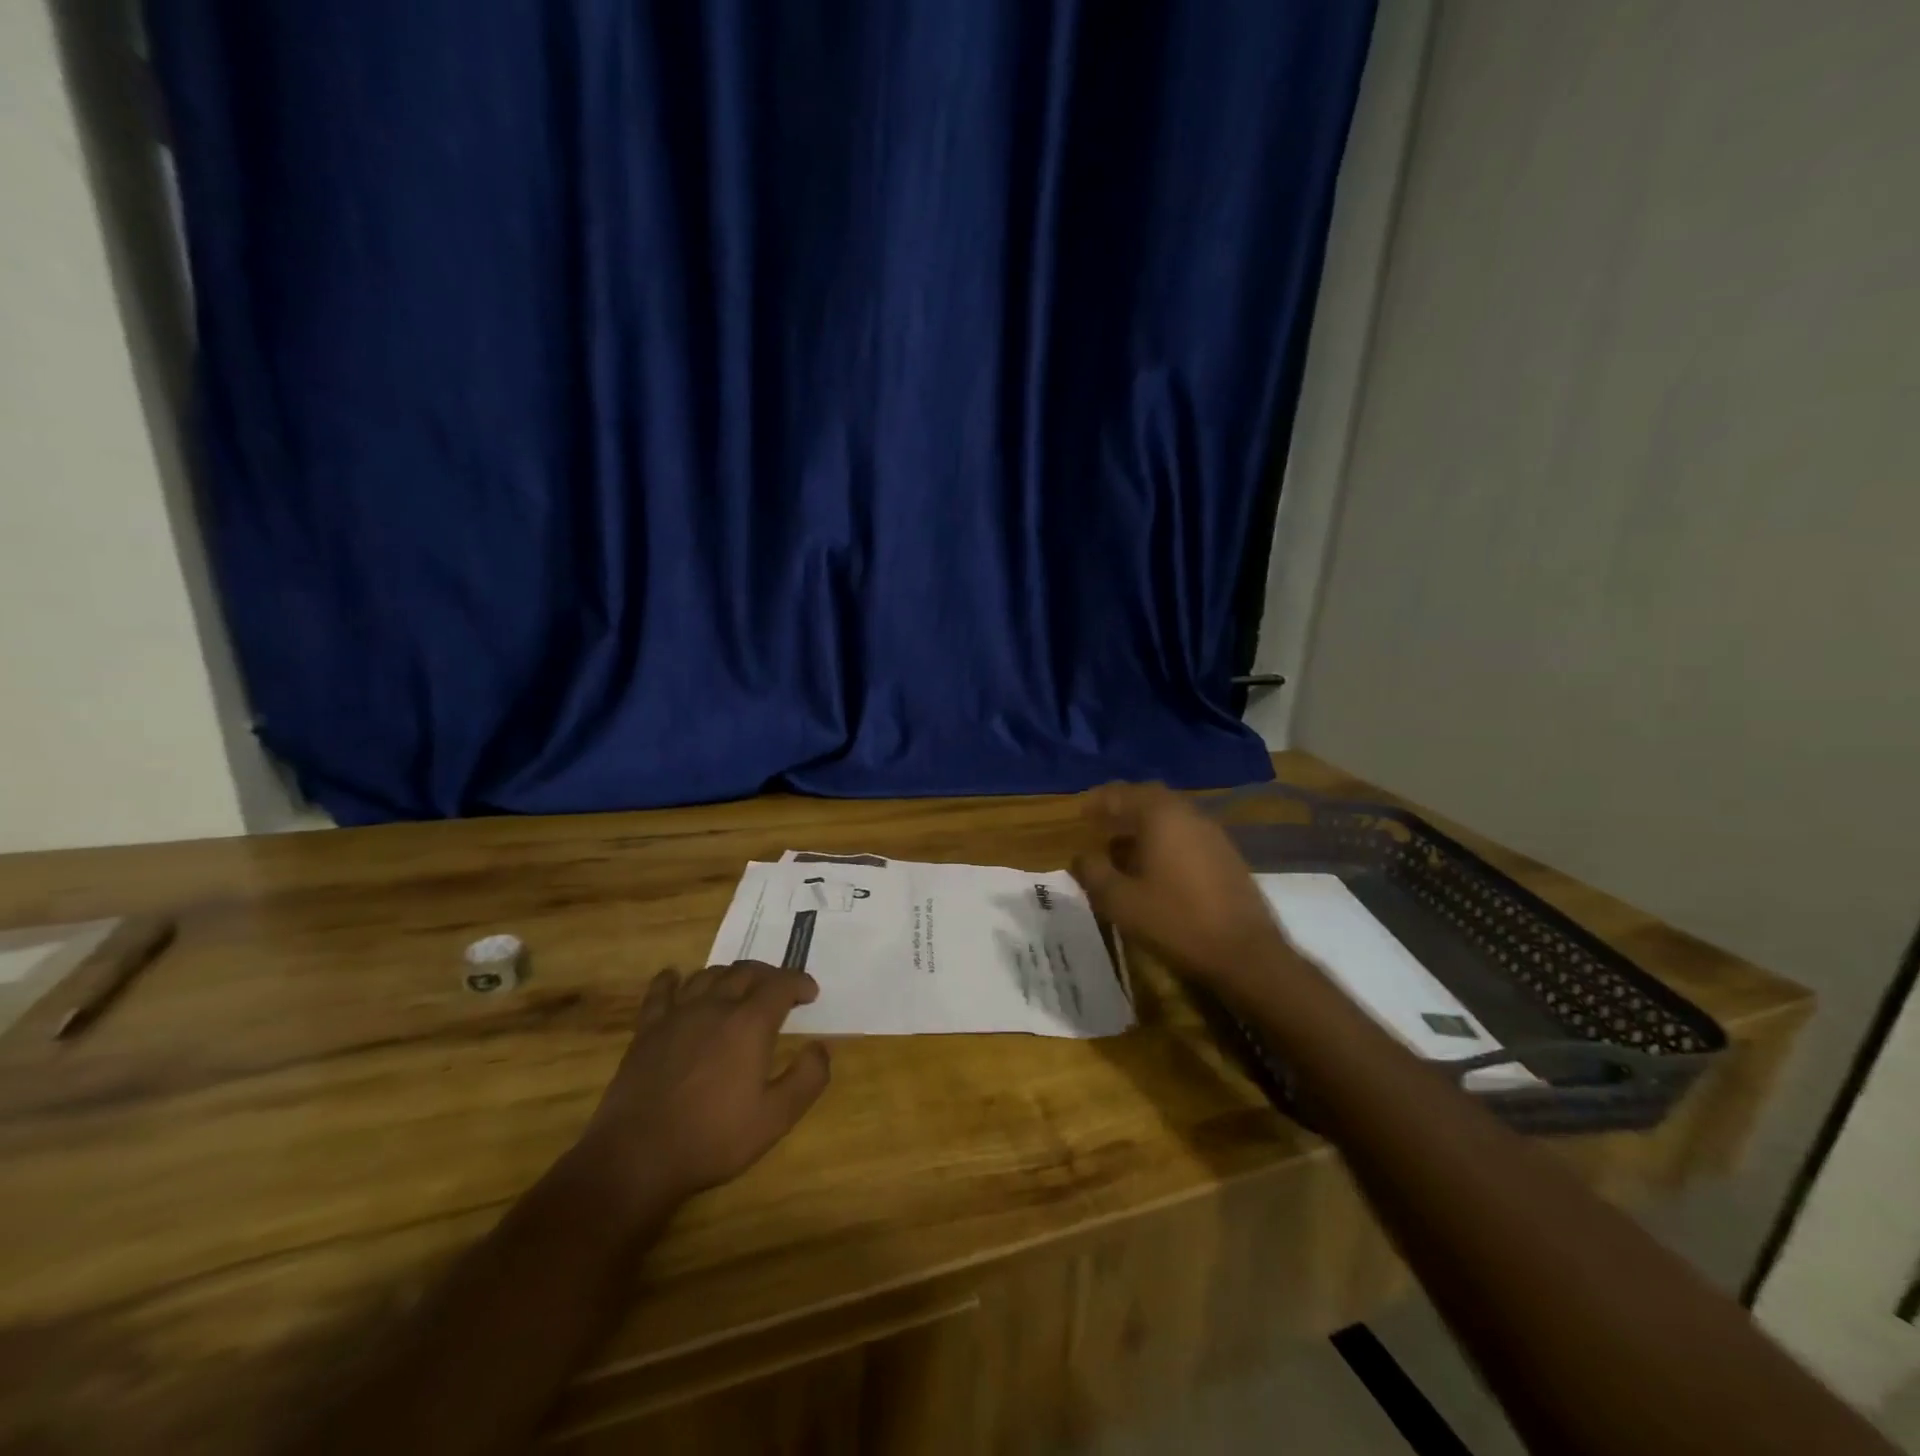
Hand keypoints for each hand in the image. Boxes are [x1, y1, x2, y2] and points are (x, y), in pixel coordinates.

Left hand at [576, 961, 830, 1208]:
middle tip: (779, 991)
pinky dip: (672, 979)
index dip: (800, 982)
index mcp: (749, 1023)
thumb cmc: (713, 1138)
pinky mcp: (647, 1030)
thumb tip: (820, 1047)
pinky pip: (661, 991)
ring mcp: (677, 1015)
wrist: (637, 1158)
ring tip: (739, 988)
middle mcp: (715, 1006)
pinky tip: (676, 978)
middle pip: (746, 972)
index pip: (781, 984)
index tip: (810, 993)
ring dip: (730, 976)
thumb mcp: (776, 1118)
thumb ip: (807, 1079)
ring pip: (709, 975)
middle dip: (769, 975)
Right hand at [1070, 782, 1295, 1001]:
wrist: (1245, 954)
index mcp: (1161, 815)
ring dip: (1144, 826)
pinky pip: (1187, 834)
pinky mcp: (1227, 856)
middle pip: (1149, 799)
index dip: (1097, 801)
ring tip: (1122, 849)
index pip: (1122, 793)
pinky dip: (1165, 840)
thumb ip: (1093, 872)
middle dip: (1122, 808)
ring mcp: (1213, 834)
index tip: (1080, 814)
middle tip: (1100, 824)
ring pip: (1171, 817)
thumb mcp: (1120, 901)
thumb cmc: (1175, 921)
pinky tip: (1155, 867)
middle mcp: (1189, 814)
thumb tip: (1080, 856)